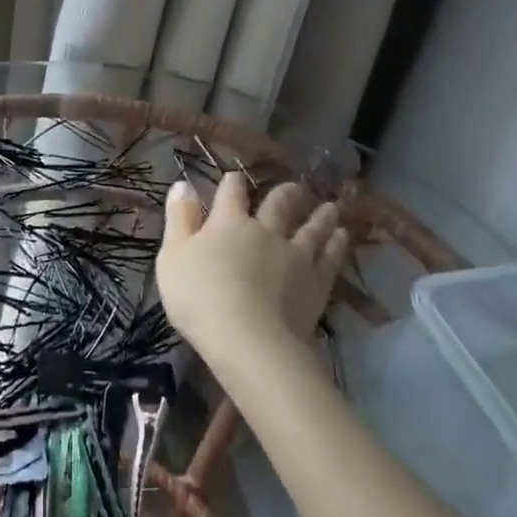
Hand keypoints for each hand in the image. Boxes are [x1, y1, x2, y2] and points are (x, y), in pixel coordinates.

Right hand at [155, 172, 349, 363]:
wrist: (248, 339)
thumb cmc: (200, 297)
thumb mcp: (172, 256)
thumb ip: (179, 219)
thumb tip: (184, 184)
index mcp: (228, 223)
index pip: (231, 194)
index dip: (232, 183)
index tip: (235, 177)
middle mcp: (265, 231)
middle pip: (278, 205)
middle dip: (285, 194)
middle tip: (295, 187)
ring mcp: (295, 255)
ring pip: (311, 228)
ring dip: (320, 216)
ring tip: (330, 207)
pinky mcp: (317, 282)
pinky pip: (331, 257)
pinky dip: (337, 245)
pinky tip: (343, 237)